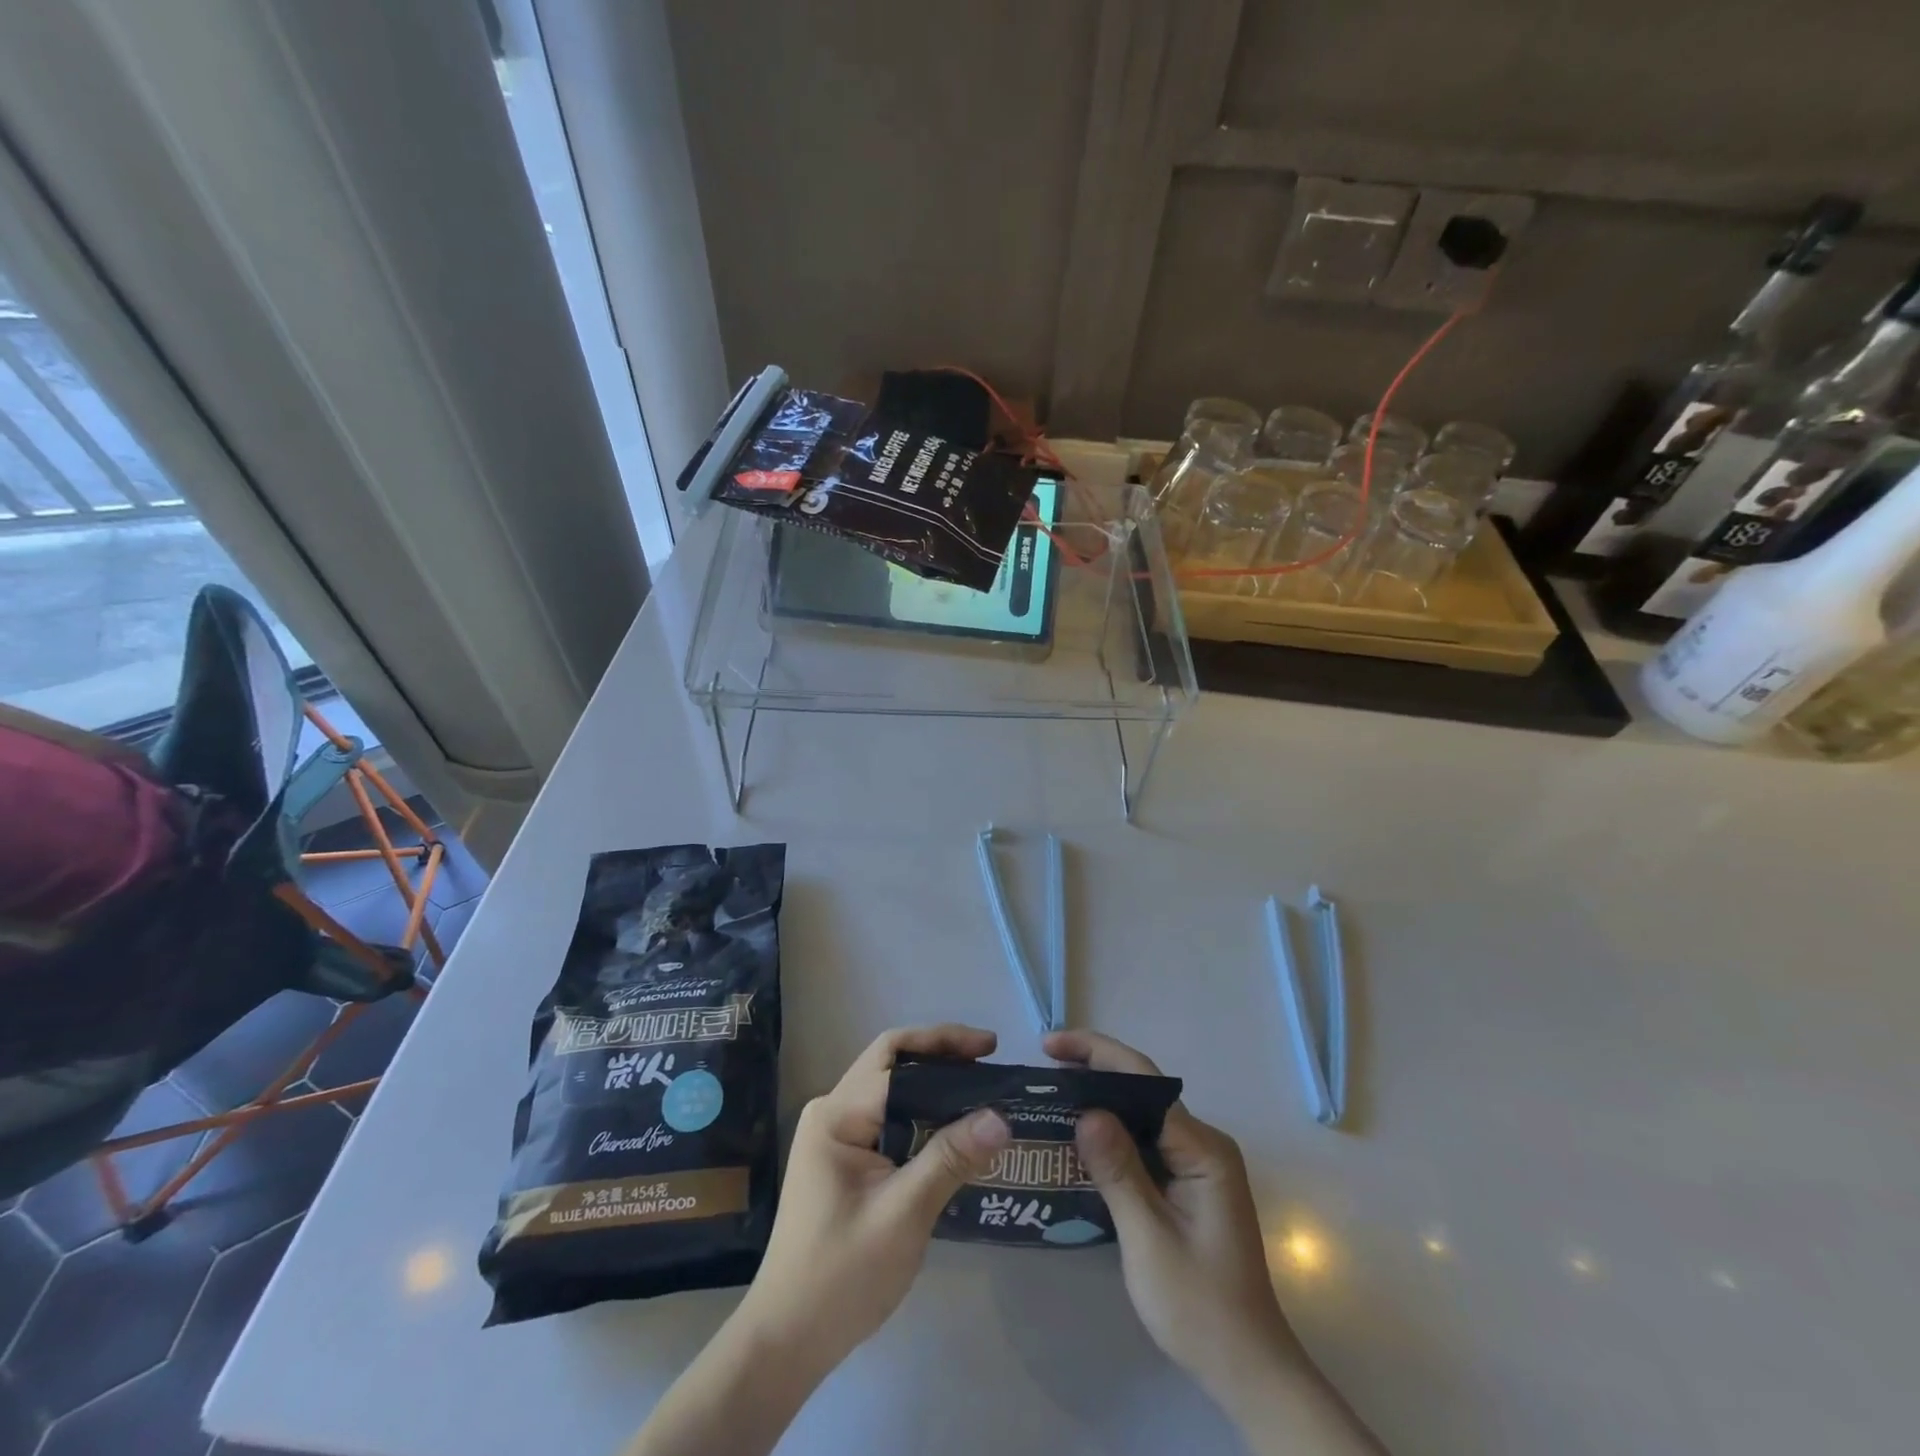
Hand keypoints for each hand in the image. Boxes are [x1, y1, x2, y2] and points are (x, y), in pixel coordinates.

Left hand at [737, 1024, 1009, 1374]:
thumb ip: (950, 1159)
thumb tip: (1000, 1116)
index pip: (895, 1056)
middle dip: (942, 1056)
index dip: (945, 1043)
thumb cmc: (841, 1276)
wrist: (787, 1341)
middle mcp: (833, 1112)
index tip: (991, 1049)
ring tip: (981, 1092)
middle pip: (893, 1064)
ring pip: (893, 1091)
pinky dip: (924, 1115)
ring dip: (935, 1086)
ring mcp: (836, 1136)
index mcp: (837, 1114)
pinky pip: (890, 1119)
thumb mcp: (903, 1215)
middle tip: (990, 1063)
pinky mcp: (845, 1161)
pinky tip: (955, 1132)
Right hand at [1043, 1029, 1298, 1400]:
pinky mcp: (1189, 1183)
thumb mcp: (1149, 1239)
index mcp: (1202, 1148)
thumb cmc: (1199, 1306)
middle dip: (1093, 1071)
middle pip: (1142, 1089)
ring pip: (1142, 1114)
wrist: (1248, 1371)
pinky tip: (1081, 1140)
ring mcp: (1199, 1163)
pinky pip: (1146, 1141)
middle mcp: (1204, 1143)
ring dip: (1100, 1101)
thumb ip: (1118, 1171)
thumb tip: (1085, 1111)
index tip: (1049, 1047)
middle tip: (1043, 1069)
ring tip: (1052, 1095)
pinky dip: (1112, 1134)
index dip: (1095, 1054)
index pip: (1143, 1080)